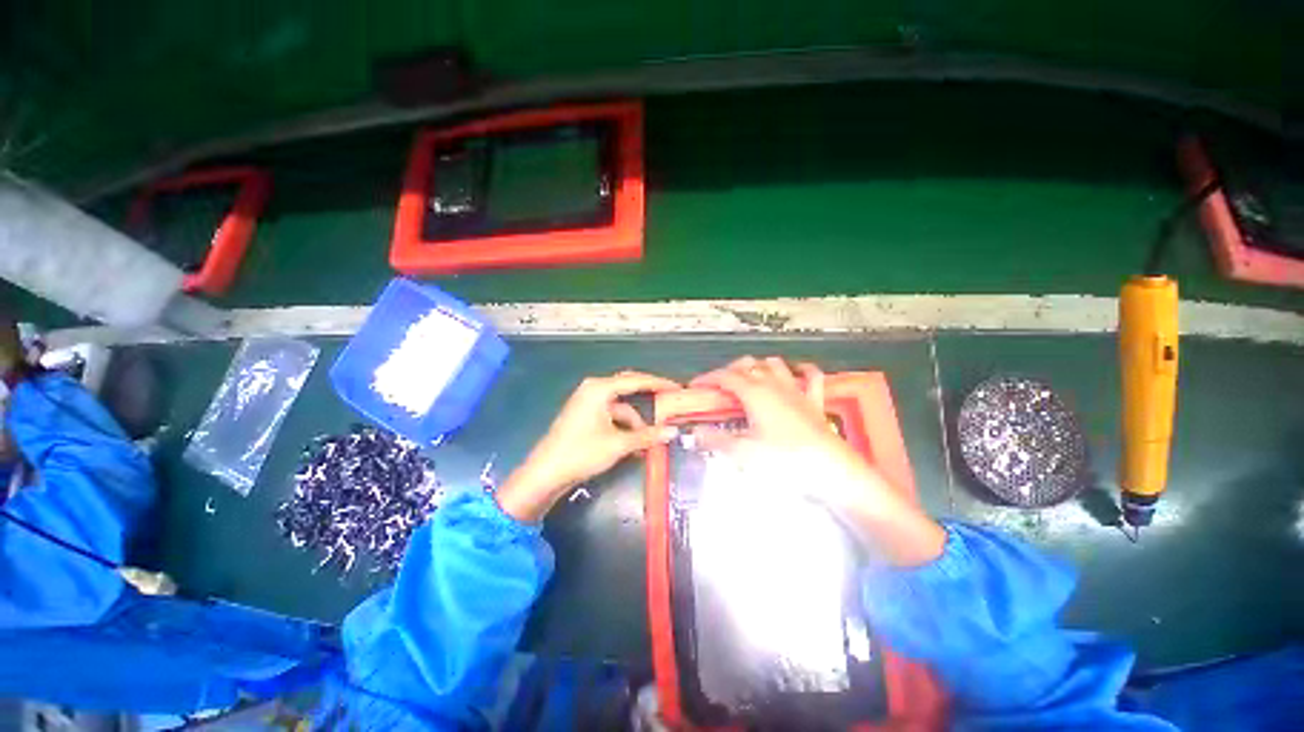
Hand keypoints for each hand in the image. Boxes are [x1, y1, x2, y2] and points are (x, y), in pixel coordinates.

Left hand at [496, 370, 679, 521]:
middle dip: (649, 398)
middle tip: (670, 403)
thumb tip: (673, 433)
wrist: (545, 473)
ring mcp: (588, 402)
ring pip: (621, 406)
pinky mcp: (585, 416)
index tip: (677, 387)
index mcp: (599, 388)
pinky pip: (612, 415)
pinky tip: (635, 443)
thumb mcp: (618, 444)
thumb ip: (647, 436)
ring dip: (636, 421)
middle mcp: (593, 389)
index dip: (659, 383)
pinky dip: (624, 427)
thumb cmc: (581, 452)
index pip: (636, 380)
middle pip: (628, 388)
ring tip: (651, 439)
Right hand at [689, 356, 867, 505]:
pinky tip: (797, 371)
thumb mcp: (743, 452)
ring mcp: (796, 391)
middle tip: (719, 385)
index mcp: (755, 393)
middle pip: (748, 364)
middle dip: (730, 369)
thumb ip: (716, 440)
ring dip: (759, 366)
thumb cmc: (784, 459)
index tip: (696, 386)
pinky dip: (802, 370)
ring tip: (750, 377)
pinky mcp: (814, 401)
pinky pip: (811, 376)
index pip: (725, 377)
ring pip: (775, 364)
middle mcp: (774, 385)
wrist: (831, 470)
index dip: (708, 378)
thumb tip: (696, 433)